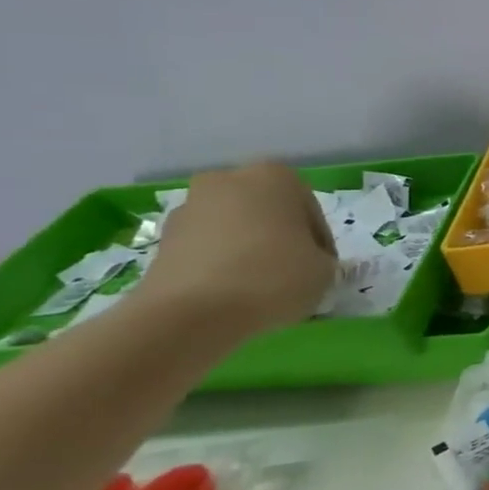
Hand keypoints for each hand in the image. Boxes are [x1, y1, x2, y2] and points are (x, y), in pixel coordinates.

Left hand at [134, 163, 336, 337]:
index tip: (321, 269)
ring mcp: (190, 207)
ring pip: (234, 228)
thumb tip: (308, 262)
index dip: (320, 244)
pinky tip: (230, 293)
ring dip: (248, 250)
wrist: (190, 312)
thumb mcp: (325, 270)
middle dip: (279, 238)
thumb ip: (323, 259)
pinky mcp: (163, 238)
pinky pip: (206, 247)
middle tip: (291, 273)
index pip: (310, 212)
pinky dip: (220, 264)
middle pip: (268, 213)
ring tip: (258, 287)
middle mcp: (229, 180)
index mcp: (275, 176)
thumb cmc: (272, 277)